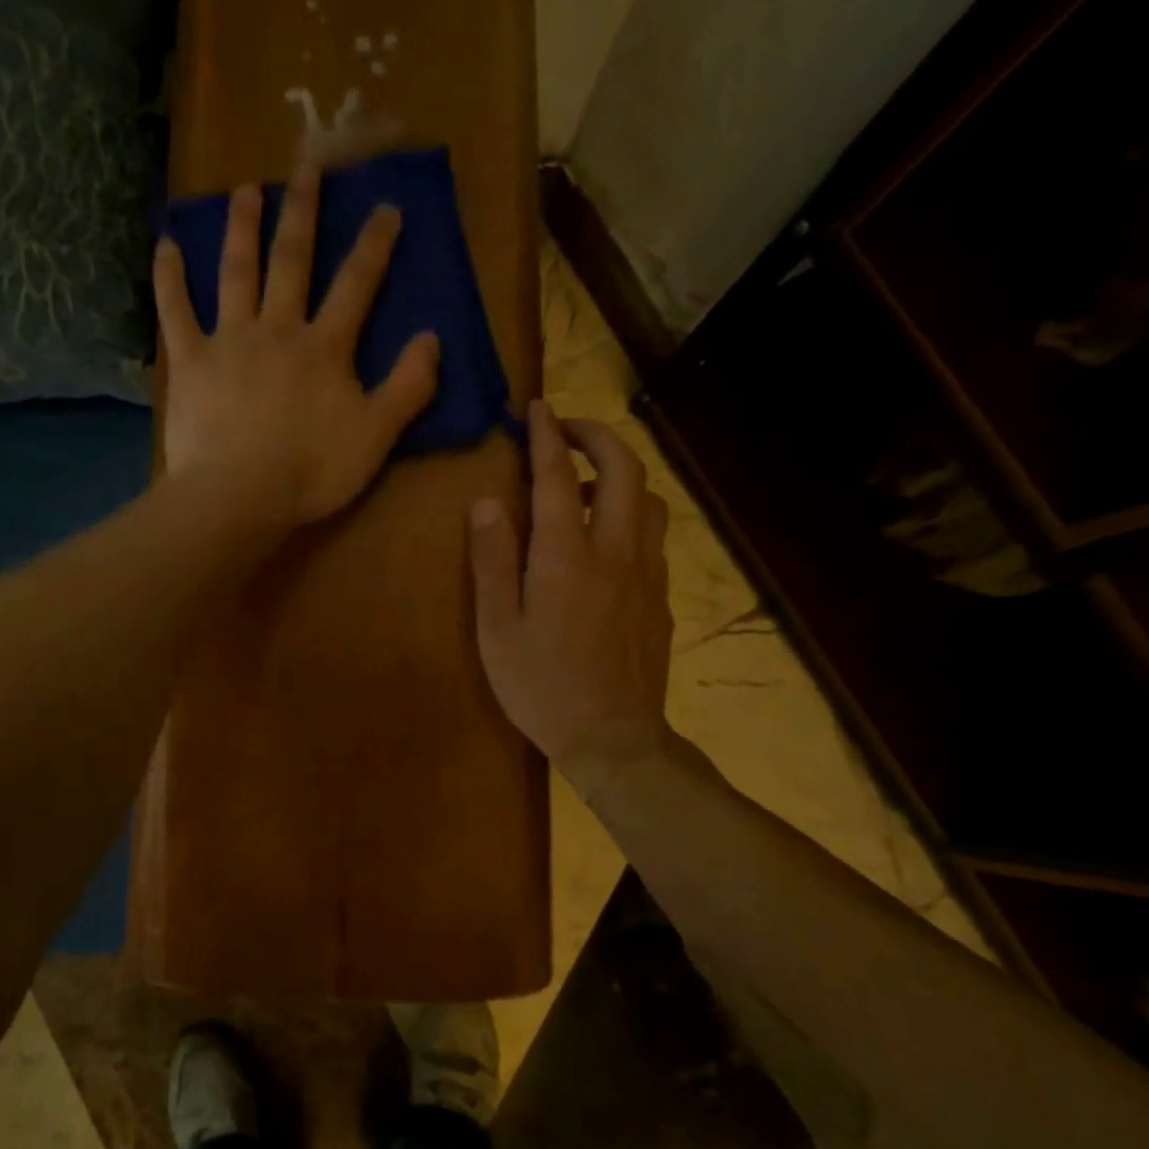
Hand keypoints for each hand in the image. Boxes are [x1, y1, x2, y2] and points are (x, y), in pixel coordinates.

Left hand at [154, 164, 440, 530]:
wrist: (239, 496)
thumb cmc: (311, 472)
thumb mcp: (376, 437)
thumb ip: (407, 388)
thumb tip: (433, 339)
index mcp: (324, 348)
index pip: (356, 285)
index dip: (373, 246)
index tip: (384, 206)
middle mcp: (277, 329)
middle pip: (292, 261)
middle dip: (302, 212)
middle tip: (305, 165)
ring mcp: (229, 341)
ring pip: (236, 272)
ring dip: (241, 228)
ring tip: (243, 190)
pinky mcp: (190, 362)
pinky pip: (175, 312)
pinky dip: (169, 278)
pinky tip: (164, 245)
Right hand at [469, 403, 674, 783]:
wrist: (613, 739)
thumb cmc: (540, 687)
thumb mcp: (497, 629)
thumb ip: (492, 561)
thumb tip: (487, 502)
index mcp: (567, 557)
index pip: (558, 477)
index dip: (546, 436)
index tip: (536, 409)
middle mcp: (616, 552)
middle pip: (624, 470)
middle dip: (597, 436)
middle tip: (567, 431)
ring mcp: (647, 574)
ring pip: (648, 500)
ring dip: (619, 476)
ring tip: (585, 487)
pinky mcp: (661, 597)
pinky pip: (652, 536)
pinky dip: (629, 515)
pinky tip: (606, 541)